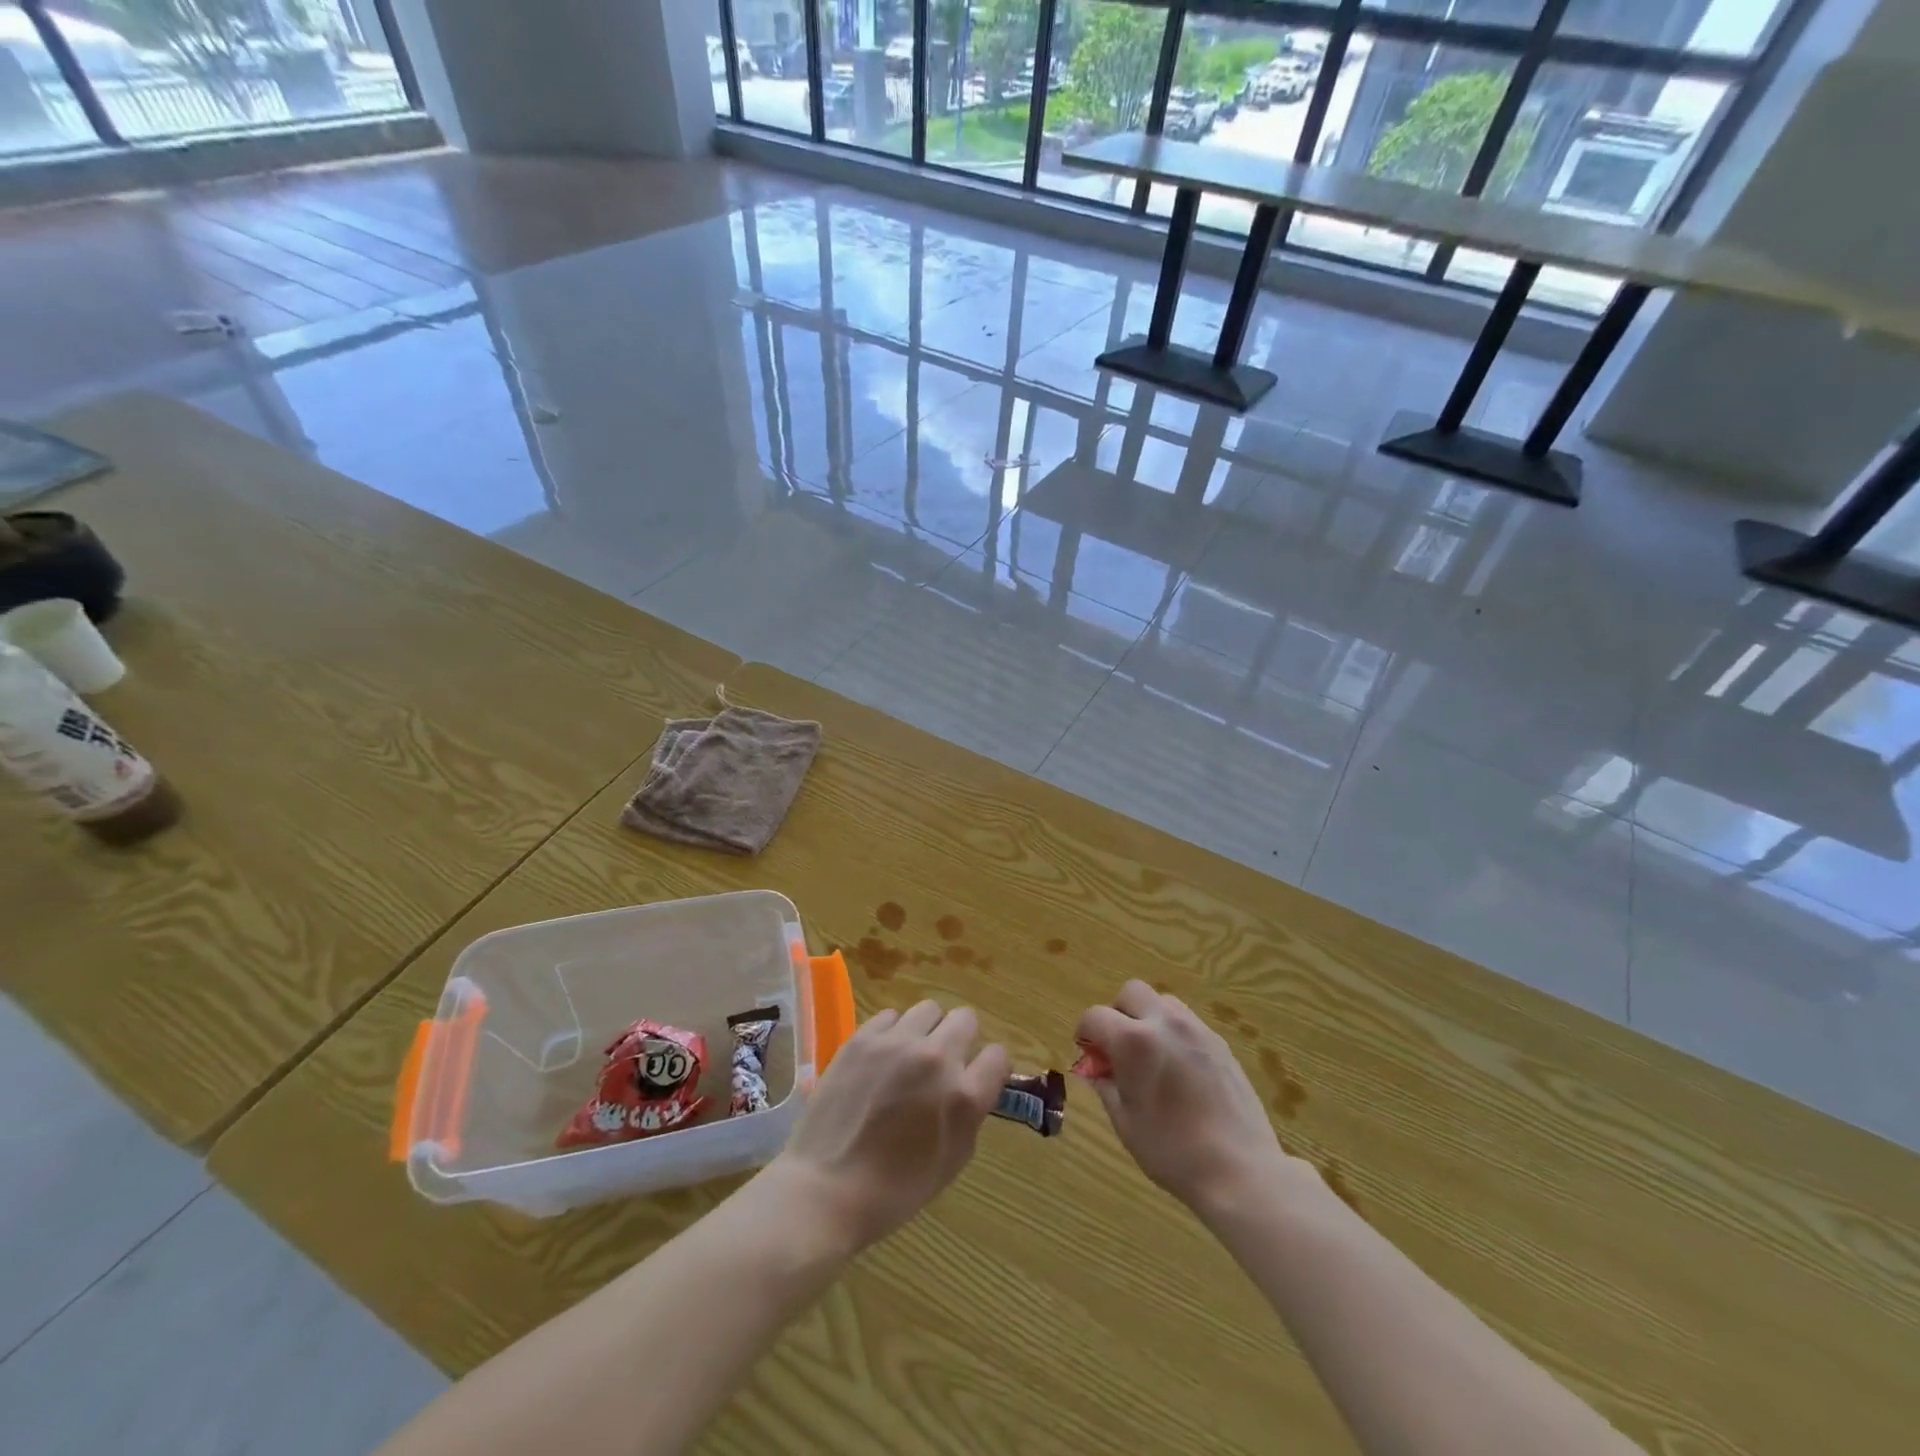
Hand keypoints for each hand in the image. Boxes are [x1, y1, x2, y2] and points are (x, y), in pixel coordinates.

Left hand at [771, 1000, 1009, 1252]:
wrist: (826, 1189)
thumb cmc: (895, 1190)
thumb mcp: (952, 1160)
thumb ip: (970, 1114)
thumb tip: (972, 1085)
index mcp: (964, 1095)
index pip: (998, 1055)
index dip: (991, 1068)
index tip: (979, 1078)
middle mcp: (936, 1058)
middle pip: (966, 1019)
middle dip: (962, 1040)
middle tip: (945, 1064)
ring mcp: (896, 1043)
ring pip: (929, 1009)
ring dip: (928, 1030)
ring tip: (911, 1056)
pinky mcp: (863, 1037)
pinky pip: (891, 1016)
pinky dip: (894, 1032)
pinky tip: (882, 1058)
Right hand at [1075, 980, 1287, 1214]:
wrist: (1240, 1170)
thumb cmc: (1172, 1151)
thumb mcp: (1126, 1122)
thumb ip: (1106, 1086)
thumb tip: (1097, 1070)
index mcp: (1133, 1041)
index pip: (1095, 1016)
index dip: (1085, 1033)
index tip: (1088, 1054)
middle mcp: (1164, 1023)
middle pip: (1132, 992)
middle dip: (1118, 1013)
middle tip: (1120, 1048)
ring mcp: (1196, 1030)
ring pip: (1163, 1002)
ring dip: (1148, 1018)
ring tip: (1152, 1056)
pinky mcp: (1220, 1043)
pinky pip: (1188, 1022)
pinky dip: (1174, 1033)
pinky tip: (1180, 1070)